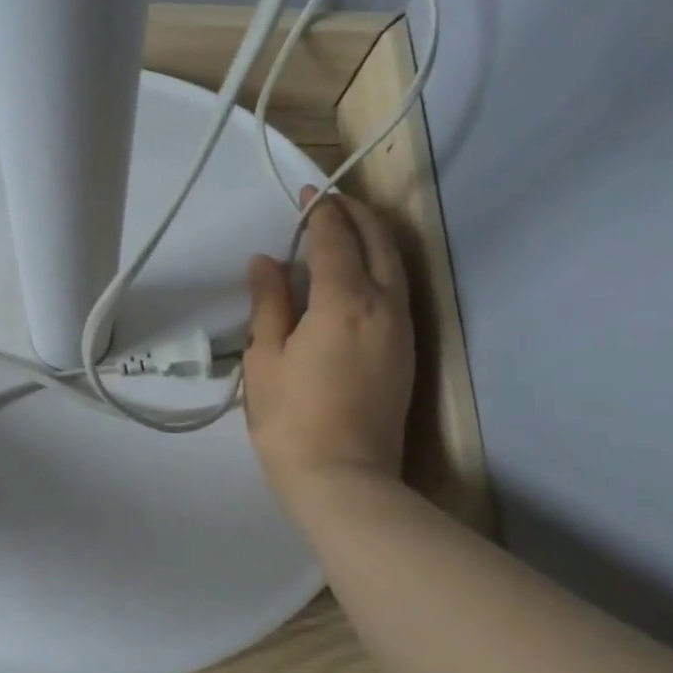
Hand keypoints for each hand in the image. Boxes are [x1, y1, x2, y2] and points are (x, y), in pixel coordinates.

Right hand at [242, 188, 414, 511]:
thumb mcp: (265, 358)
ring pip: (395, 265)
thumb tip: (266, 261)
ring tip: (346, 229)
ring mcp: (402, 329)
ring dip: (373, 238)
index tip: (306, 195)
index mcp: (344, 302)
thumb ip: (269, 304)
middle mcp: (384, 306)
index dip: (320, 213)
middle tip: (330, 202)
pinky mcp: (407, 352)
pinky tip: (359, 275)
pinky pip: (398, 291)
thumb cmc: (291, 419)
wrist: (343, 478)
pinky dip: (380, 267)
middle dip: (356, 215)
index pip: (336, 240)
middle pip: (379, 243)